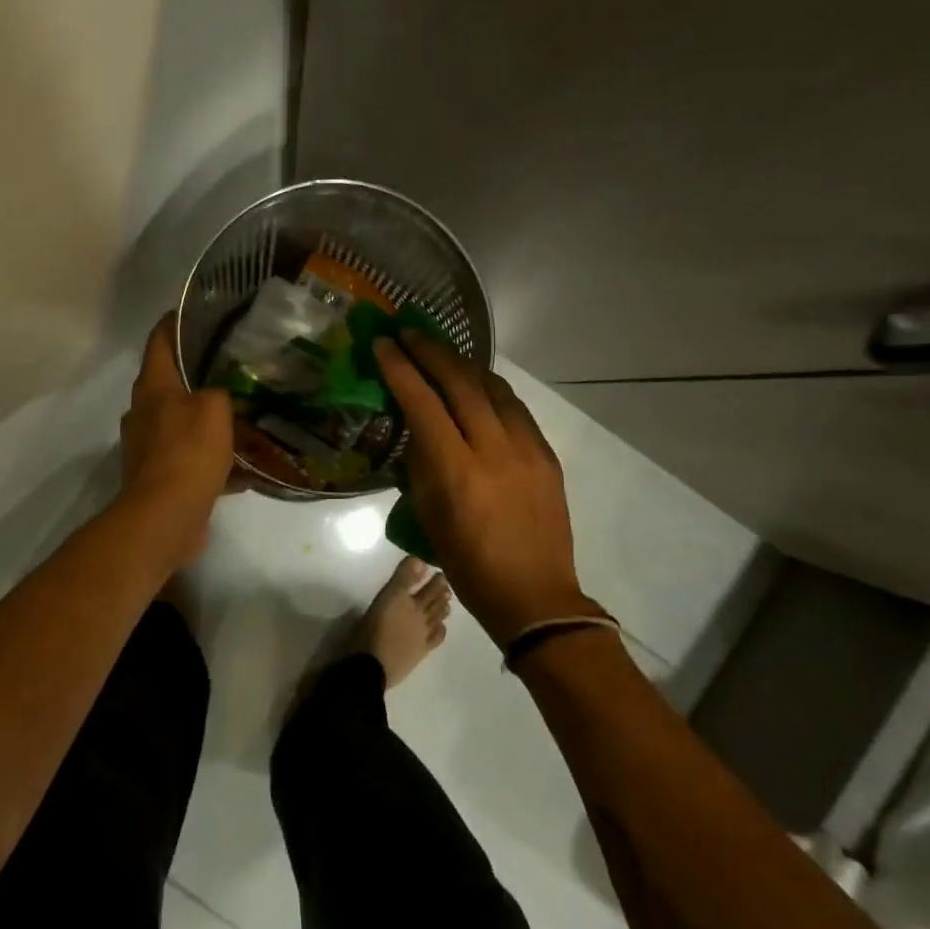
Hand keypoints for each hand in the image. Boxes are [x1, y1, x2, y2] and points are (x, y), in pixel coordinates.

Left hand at [118, 313, 234, 564]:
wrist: (165, 516)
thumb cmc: (188, 452)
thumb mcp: (215, 408)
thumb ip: (220, 390)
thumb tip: (219, 393)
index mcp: (152, 386)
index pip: (160, 339)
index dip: (177, 321)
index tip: (201, 311)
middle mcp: (144, 411)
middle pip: (171, 381)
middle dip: (200, 373)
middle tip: (235, 365)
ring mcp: (149, 446)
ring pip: (183, 421)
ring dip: (209, 419)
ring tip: (244, 414)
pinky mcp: (160, 476)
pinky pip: (190, 458)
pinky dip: (213, 459)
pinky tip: (244, 466)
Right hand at [374, 333, 589, 645]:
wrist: (535, 596)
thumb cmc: (469, 564)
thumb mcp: (429, 516)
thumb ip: (423, 464)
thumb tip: (419, 427)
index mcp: (457, 470)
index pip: (423, 402)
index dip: (400, 368)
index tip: (383, 343)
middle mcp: (494, 449)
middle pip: (460, 382)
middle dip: (431, 351)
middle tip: (409, 332)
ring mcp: (527, 448)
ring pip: (493, 387)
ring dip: (463, 364)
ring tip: (441, 351)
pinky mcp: (546, 454)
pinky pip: (515, 407)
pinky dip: (491, 388)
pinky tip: (478, 384)